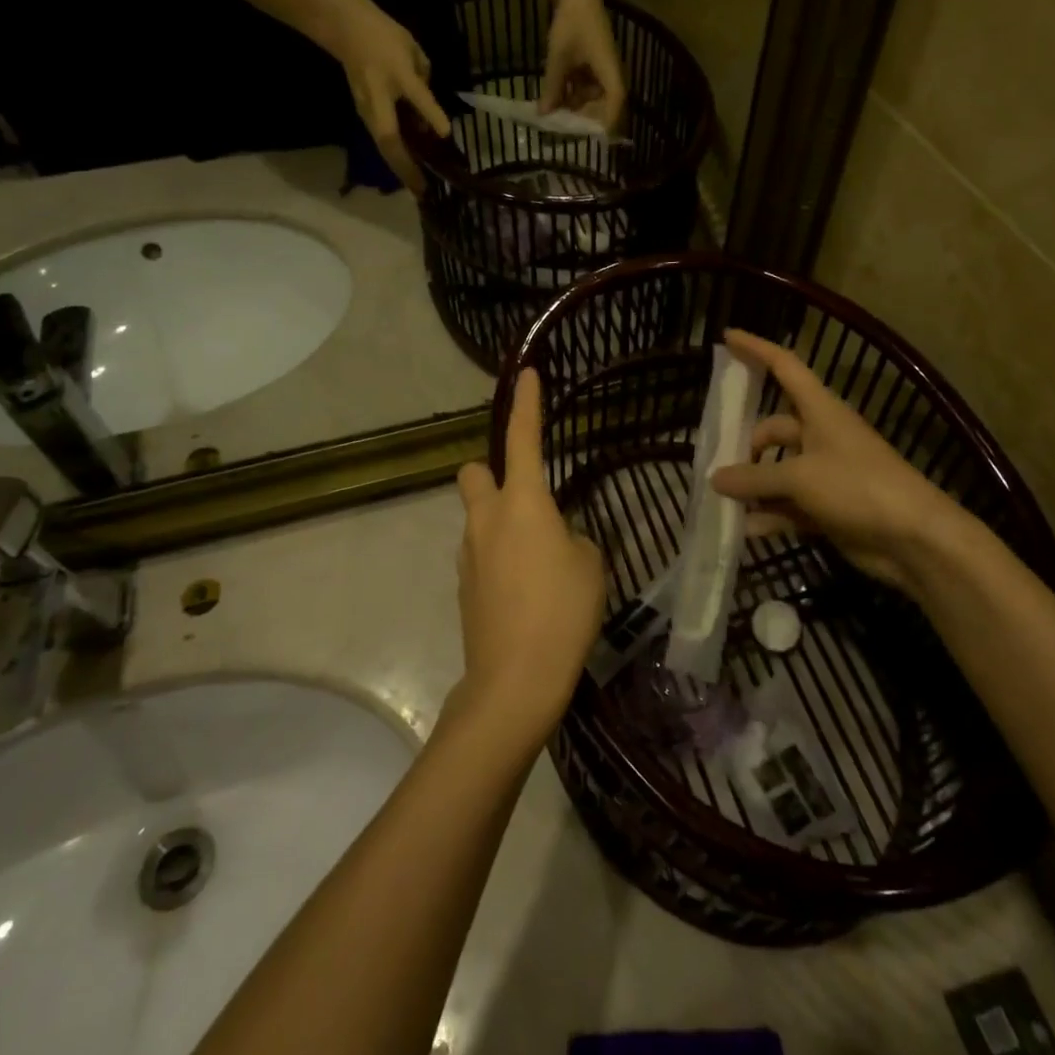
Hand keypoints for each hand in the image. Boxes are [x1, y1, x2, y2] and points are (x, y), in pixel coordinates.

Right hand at [322, 0, 450, 193]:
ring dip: (401, 167)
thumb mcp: (412, 50)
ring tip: (417, 187)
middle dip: (406, 168)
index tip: (445, 135)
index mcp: (394, 76)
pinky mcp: (366, 114)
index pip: (416, 96)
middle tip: (423, 191)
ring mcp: (368, 110)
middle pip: (389, 141)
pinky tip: (411, 167)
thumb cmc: (382, 36)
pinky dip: (396, 156)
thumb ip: (424, 82)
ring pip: (385, 146)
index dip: (431, 114)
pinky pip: (383, 139)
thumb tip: (431, 115)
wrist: (344, 27)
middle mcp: (378, 99)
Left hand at [453, 369, 606, 749]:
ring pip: (477, 518)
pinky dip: (497, 558)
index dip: (526, 404)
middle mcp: (487, 520)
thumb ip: (574, 541)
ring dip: (499, 523)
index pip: (522, 438)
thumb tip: (558, 542)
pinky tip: (522, 591)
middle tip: (525, 500)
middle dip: (491, 474)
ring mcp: (468, 554)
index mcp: (523, 503)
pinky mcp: (463, 586)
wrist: (514, 681)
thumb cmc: (562, 613)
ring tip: (537, 563)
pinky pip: (479, 554)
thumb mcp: (590, 567)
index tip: (527, 374)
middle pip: (473, 474)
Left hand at [540, 0, 626, 131]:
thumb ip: (552, 87)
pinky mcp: (592, 63)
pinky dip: (571, 92)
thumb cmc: (571, 21)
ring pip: (591, 96)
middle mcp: (610, 72)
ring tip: (553, 114)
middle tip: (562, 129)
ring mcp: (601, 67)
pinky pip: (584, 85)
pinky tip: (553, 97)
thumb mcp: (558, 57)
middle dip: (583, 117)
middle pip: (603, 104)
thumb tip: (544, 115)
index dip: (605, 123)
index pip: (615, 103)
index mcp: (610, 70)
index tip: (591, 139)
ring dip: (574, 105)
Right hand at [709, 330, 978, 595]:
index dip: (756, 350)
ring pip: (778, 471)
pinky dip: (769, 515)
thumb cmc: (859, 487)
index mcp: (821, 411)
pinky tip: (745, 529)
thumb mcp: (800, 477)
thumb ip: (754, 477)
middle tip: (716, 465)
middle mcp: (821, 436)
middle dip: (746, 445)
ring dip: (754, 486)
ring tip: (723, 501)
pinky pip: (788, 505)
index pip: (784, 367)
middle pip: (773, 429)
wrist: (915, 539)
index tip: (728, 337)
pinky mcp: (828, 507)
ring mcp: (825, 474)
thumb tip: (716, 478)